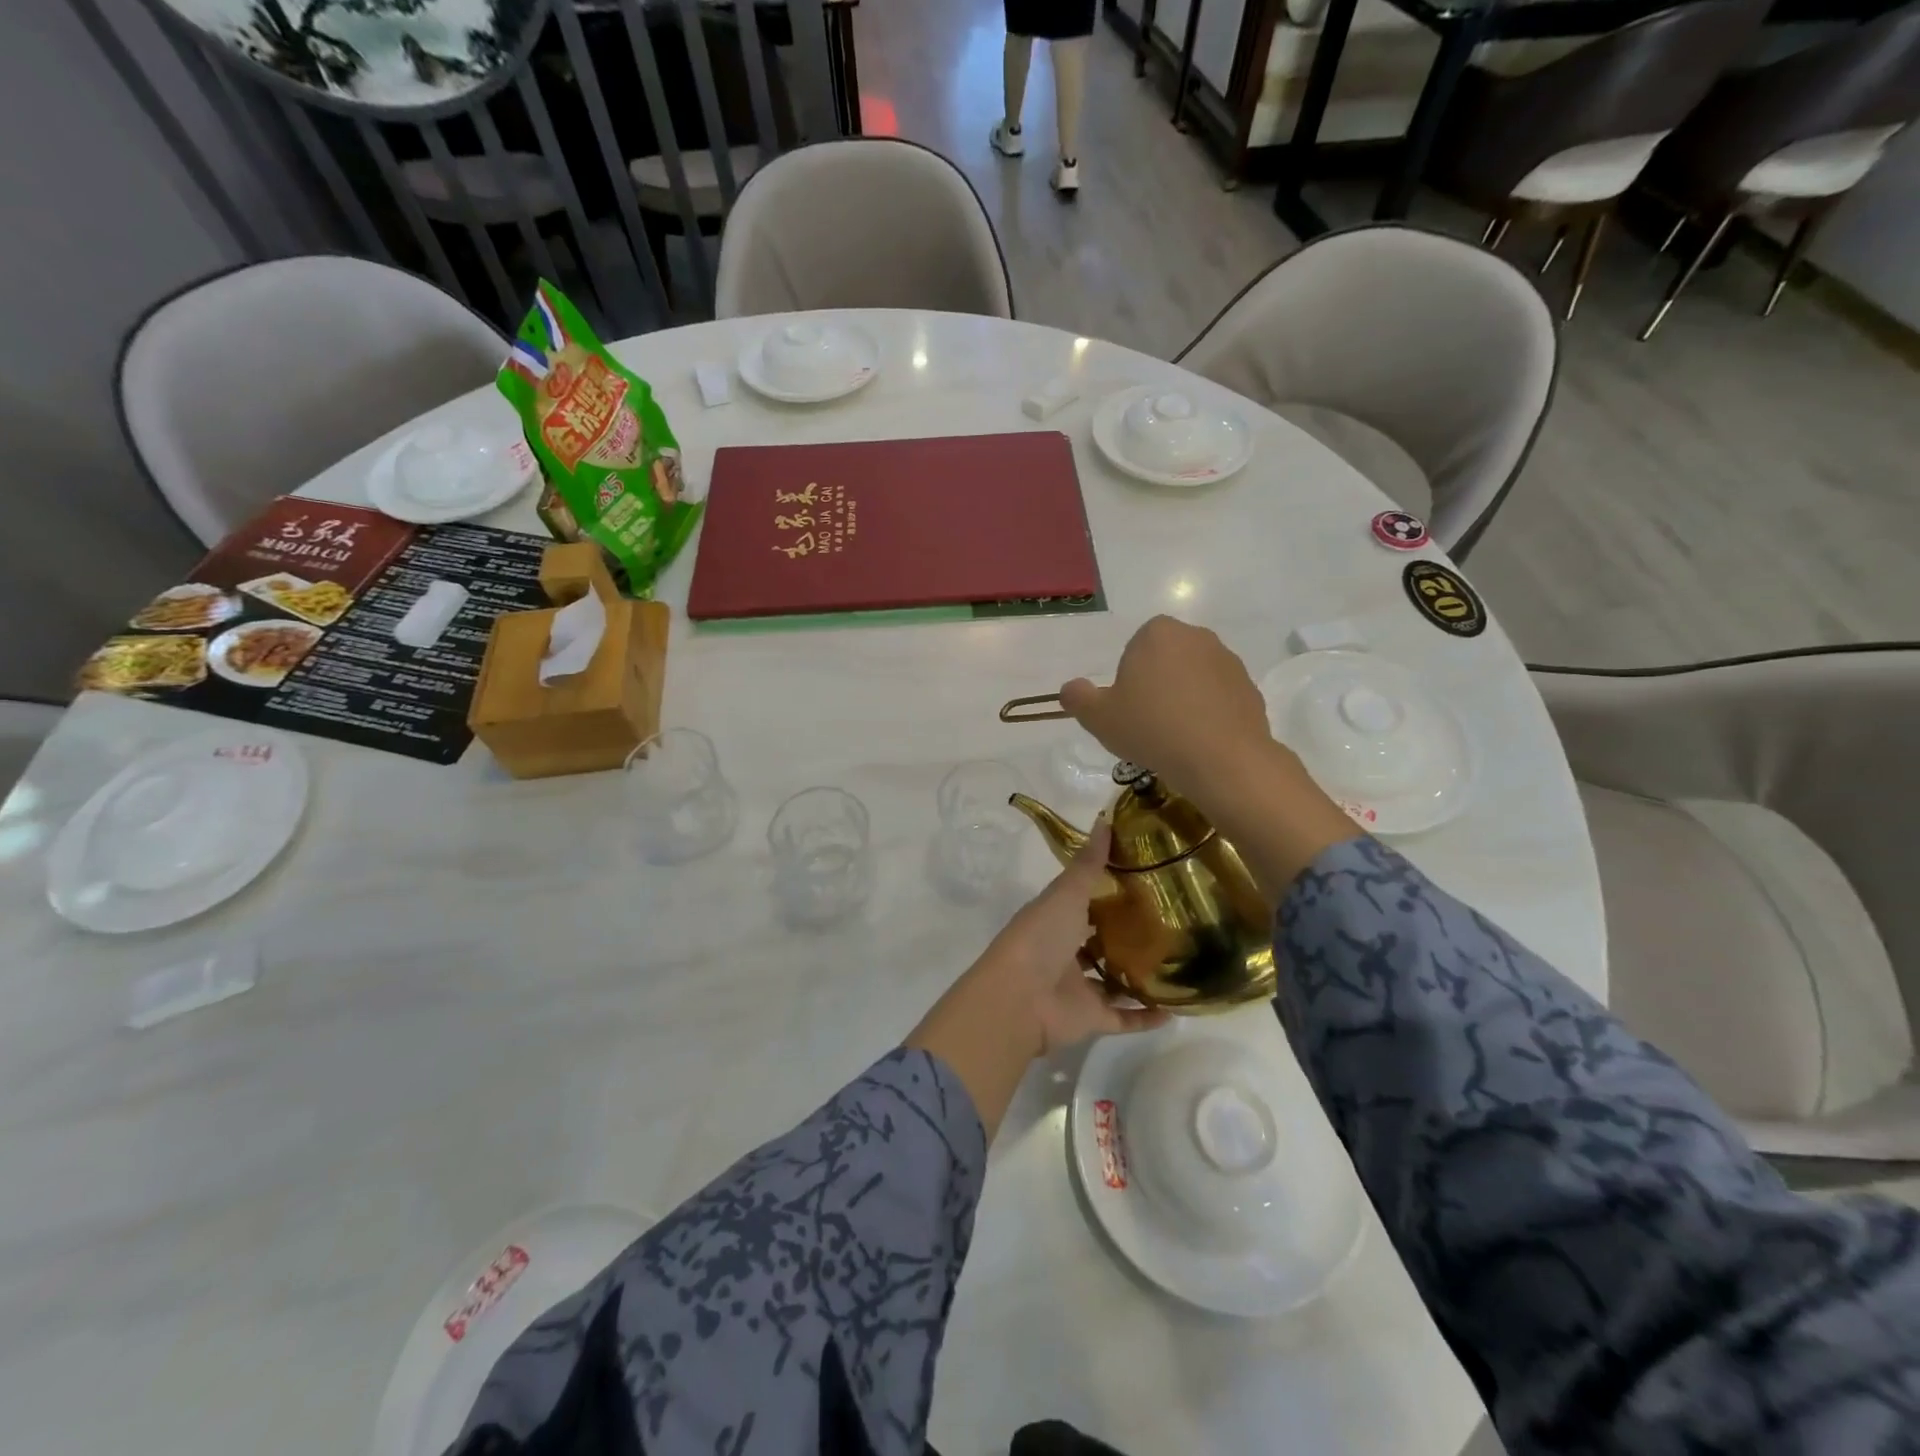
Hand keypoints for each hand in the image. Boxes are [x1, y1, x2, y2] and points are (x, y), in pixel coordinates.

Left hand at [973, 822, 1170, 1055]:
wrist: (1019, 1000)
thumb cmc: (1040, 938)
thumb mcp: (1065, 894)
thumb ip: (1087, 864)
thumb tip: (1105, 818)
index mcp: (1054, 919)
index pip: (1083, 901)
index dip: (1108, 890)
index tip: (1144, 878)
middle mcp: (1065, 952)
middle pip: (1099, 941)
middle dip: (1127, 933)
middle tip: (1171, 920)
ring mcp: (1078, 987)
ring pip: (1112, 980)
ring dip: (1138, 975)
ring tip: (1179, 963)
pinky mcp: (1091, 1018)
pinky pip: (1124, 1017)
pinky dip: (1145, 1016)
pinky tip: (1176, 1009)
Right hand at [1059, 616, 1274, 804]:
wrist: (1221, 759)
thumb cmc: (1152, 729)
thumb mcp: (1099, 718)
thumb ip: (1078, 698)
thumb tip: (1069, 689)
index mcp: (1157, 633)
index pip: (1134, 649)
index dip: (1128, 680)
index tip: (1128, 709)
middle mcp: (1196, 637)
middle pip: (1166, 660)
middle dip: (1157, 685)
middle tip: (1148, 723)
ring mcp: (1228, 661)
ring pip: (1194, 678)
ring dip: (1184, 699)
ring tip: (1175, 737)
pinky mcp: (1250, 687)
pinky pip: (1219, 697)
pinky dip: (1209, 713)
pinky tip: (1200, 742)